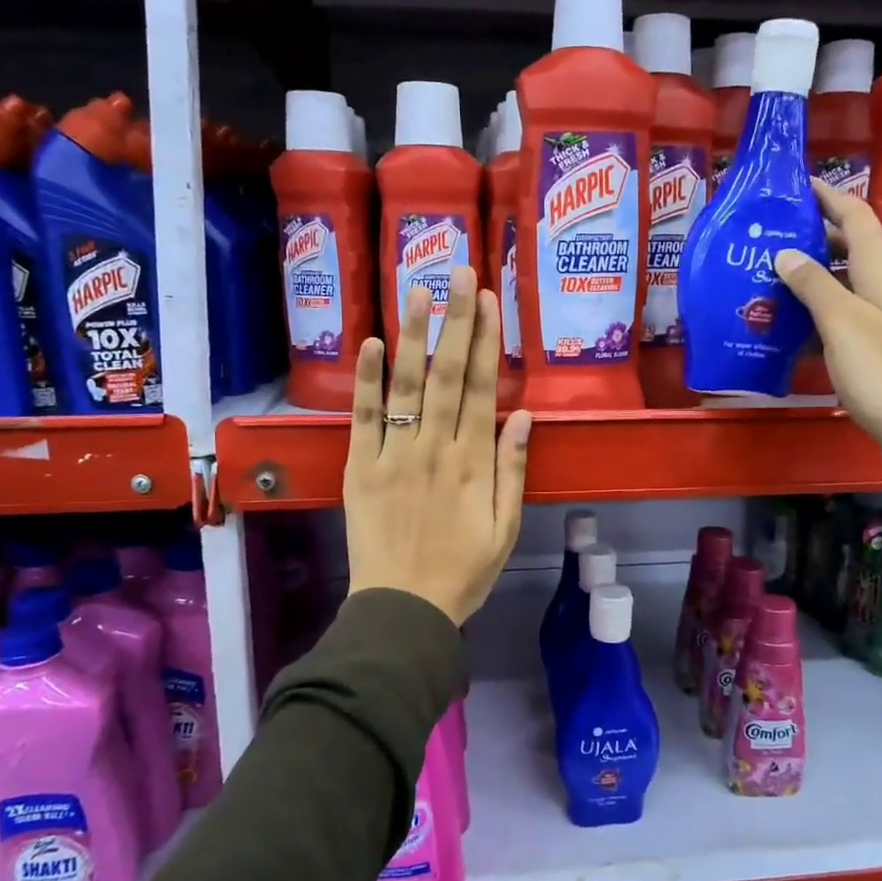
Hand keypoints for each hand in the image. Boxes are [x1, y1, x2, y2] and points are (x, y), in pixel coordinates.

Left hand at [344, 266, 532, 624]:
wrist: (404, 609)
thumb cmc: (463, 572)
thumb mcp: (506, 528)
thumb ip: (513, 470)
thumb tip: (522, 416)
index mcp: (474, 463)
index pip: (482, 388)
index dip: (486, 340)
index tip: (488, 299)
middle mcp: (436, 448)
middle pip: (448, 374)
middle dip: (455, 320)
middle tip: (459, 271)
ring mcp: (394, 455)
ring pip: (406, 386)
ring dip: (413, 335)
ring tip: (418, 288)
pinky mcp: (359, 468)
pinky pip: (363, 419)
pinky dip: (366, 380)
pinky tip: (370, 343)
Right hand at [775, 181, 881, 501]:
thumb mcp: (843, 322)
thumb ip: (814, 285)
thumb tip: (786, 253)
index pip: (856, 217)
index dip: (829, 196)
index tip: (796, 186)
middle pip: (850, 248)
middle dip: (813, 235)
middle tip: (768, 236)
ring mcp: (881, 320)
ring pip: (842, 284)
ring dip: (809, 276)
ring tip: (766, 277)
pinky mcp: (875, 349)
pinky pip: (839, 317)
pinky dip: (813, 313)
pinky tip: (786, 326)